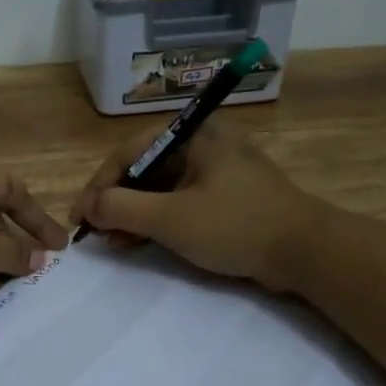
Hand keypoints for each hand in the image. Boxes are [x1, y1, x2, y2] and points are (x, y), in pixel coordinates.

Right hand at [68, 119, 320, 288]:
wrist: (306, 251)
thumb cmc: (235, 225)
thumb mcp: (170, 218)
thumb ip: (121, 208)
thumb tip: (88, 208)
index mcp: (191, 134)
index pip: (126, 154)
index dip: (97, 188)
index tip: (78, 219)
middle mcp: (202, 144)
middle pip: (141, 169)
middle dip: (114, 203)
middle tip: (95, 233)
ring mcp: (215, 170)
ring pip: (159, 188)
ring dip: (133, 214)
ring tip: (113, 243)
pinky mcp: (225, 196)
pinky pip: (179, 201)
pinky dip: (157, 220)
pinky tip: (139, 243)